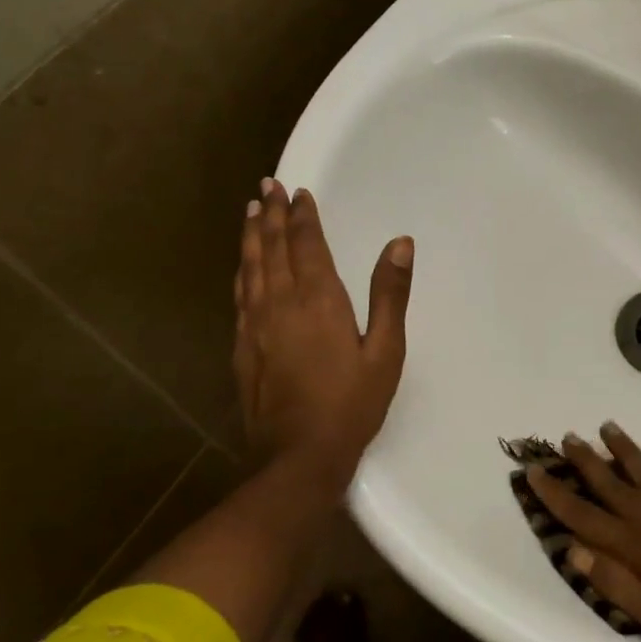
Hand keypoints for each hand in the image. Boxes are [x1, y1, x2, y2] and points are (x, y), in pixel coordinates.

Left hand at [233, 180, 412, 482]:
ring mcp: (255, 325)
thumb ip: (390, 294)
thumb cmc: (351, 403)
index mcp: (318, 300)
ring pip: (251, 267)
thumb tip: (400, 242)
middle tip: (267, 186)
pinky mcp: (241, 346)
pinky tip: (243, 264)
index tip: (297, 191)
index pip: (307, 245)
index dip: (302, 216)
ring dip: (252, 236)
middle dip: (272, 215)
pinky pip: (240, 294)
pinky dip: (242, 270)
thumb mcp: (386, 351)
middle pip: (273, 248)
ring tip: (252, 211)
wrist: (298, 455)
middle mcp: (280, 303)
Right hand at [525, 422, 640, 641]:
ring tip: (606, 426)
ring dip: (624, 450)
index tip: (534, 471)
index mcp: (637, 548)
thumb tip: (573, 550)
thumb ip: (616, 584)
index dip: (557, 496)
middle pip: (611, 485)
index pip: (585, 518)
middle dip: (585, 462)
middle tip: (566, 436)